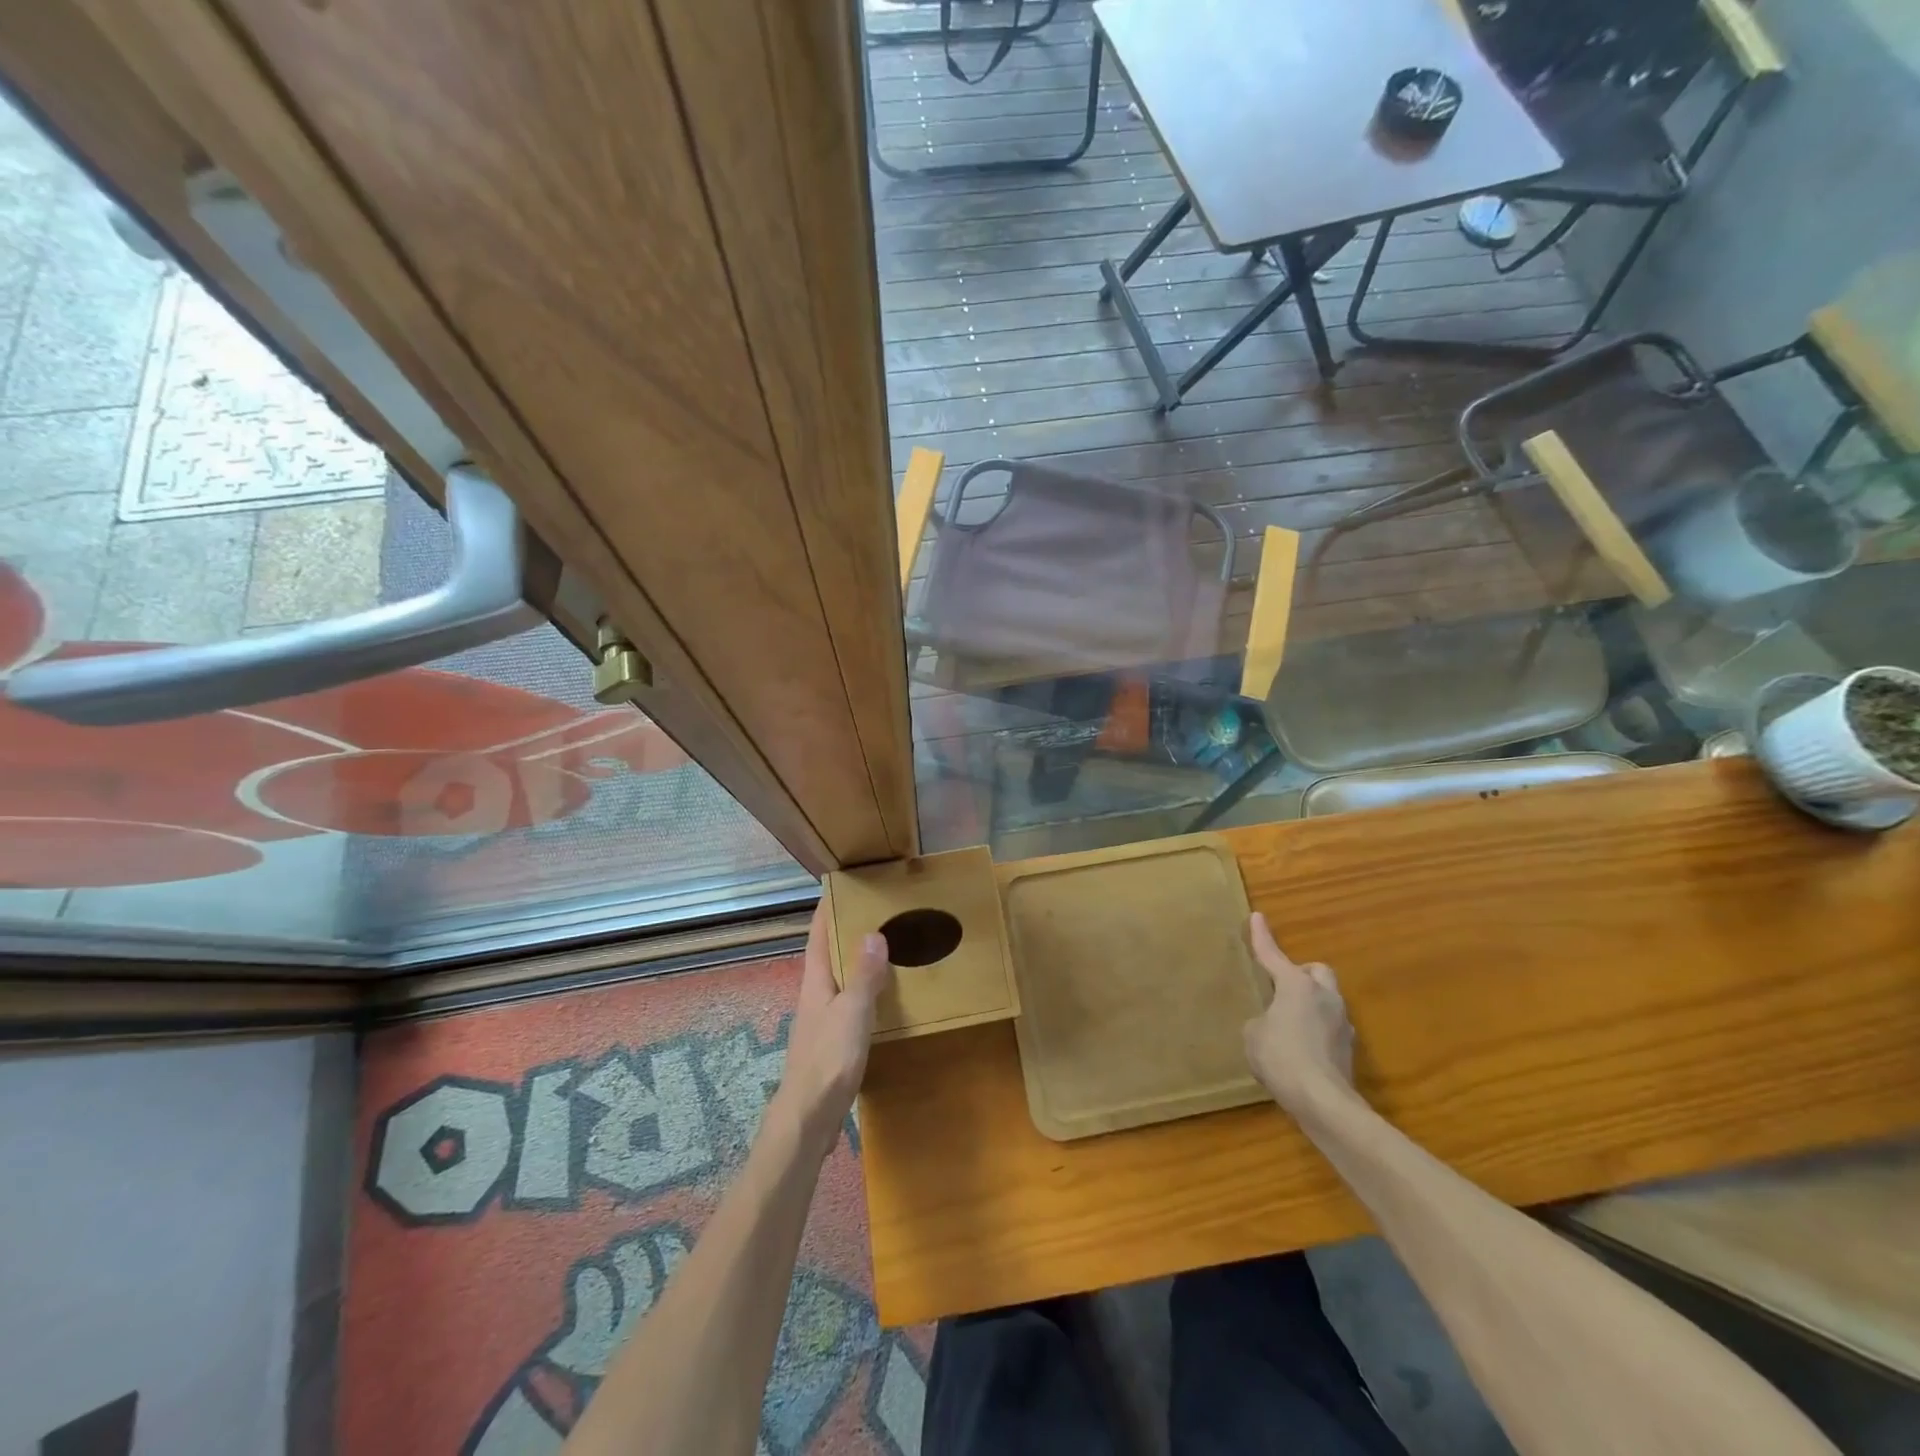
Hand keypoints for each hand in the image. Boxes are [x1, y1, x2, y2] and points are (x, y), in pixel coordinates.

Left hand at [773, 899, 892, 1159]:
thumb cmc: (828, 1059)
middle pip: (826, 958)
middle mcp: (814, 998)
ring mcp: (820, 1024)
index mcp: (815, 984)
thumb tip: (873, 933)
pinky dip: (862, 994)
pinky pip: (847, 1007)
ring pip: (837, 983)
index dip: (824, 913)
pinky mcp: (830, 1047)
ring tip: (881, 951)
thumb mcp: (852, 1012)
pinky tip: (880, 1001)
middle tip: (871, 914)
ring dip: (854, 965)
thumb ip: (864, 976)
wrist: (808, 1118)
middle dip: (842, 935)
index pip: (817, 938)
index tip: (836, 889)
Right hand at [1242, 912, 1357, 1115]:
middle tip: (1282, 987)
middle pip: (1317, 971)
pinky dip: (1316, 1032)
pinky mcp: (1348, 1050)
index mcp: (1296, 986)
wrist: (1323, 1102)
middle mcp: (1324, 997)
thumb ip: (1262, 1020)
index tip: (1257, 917)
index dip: (1262, 936)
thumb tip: (1273, 1024)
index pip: (1273, 955)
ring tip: (1289, 1024)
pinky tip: (1301, 1051)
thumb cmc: (1280, 1057)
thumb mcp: (1253, 1034)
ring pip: (1327, 1000)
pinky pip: (1329, 1028)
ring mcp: (1342, 1024)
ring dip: (1310, 1005)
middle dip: (1301, 974)